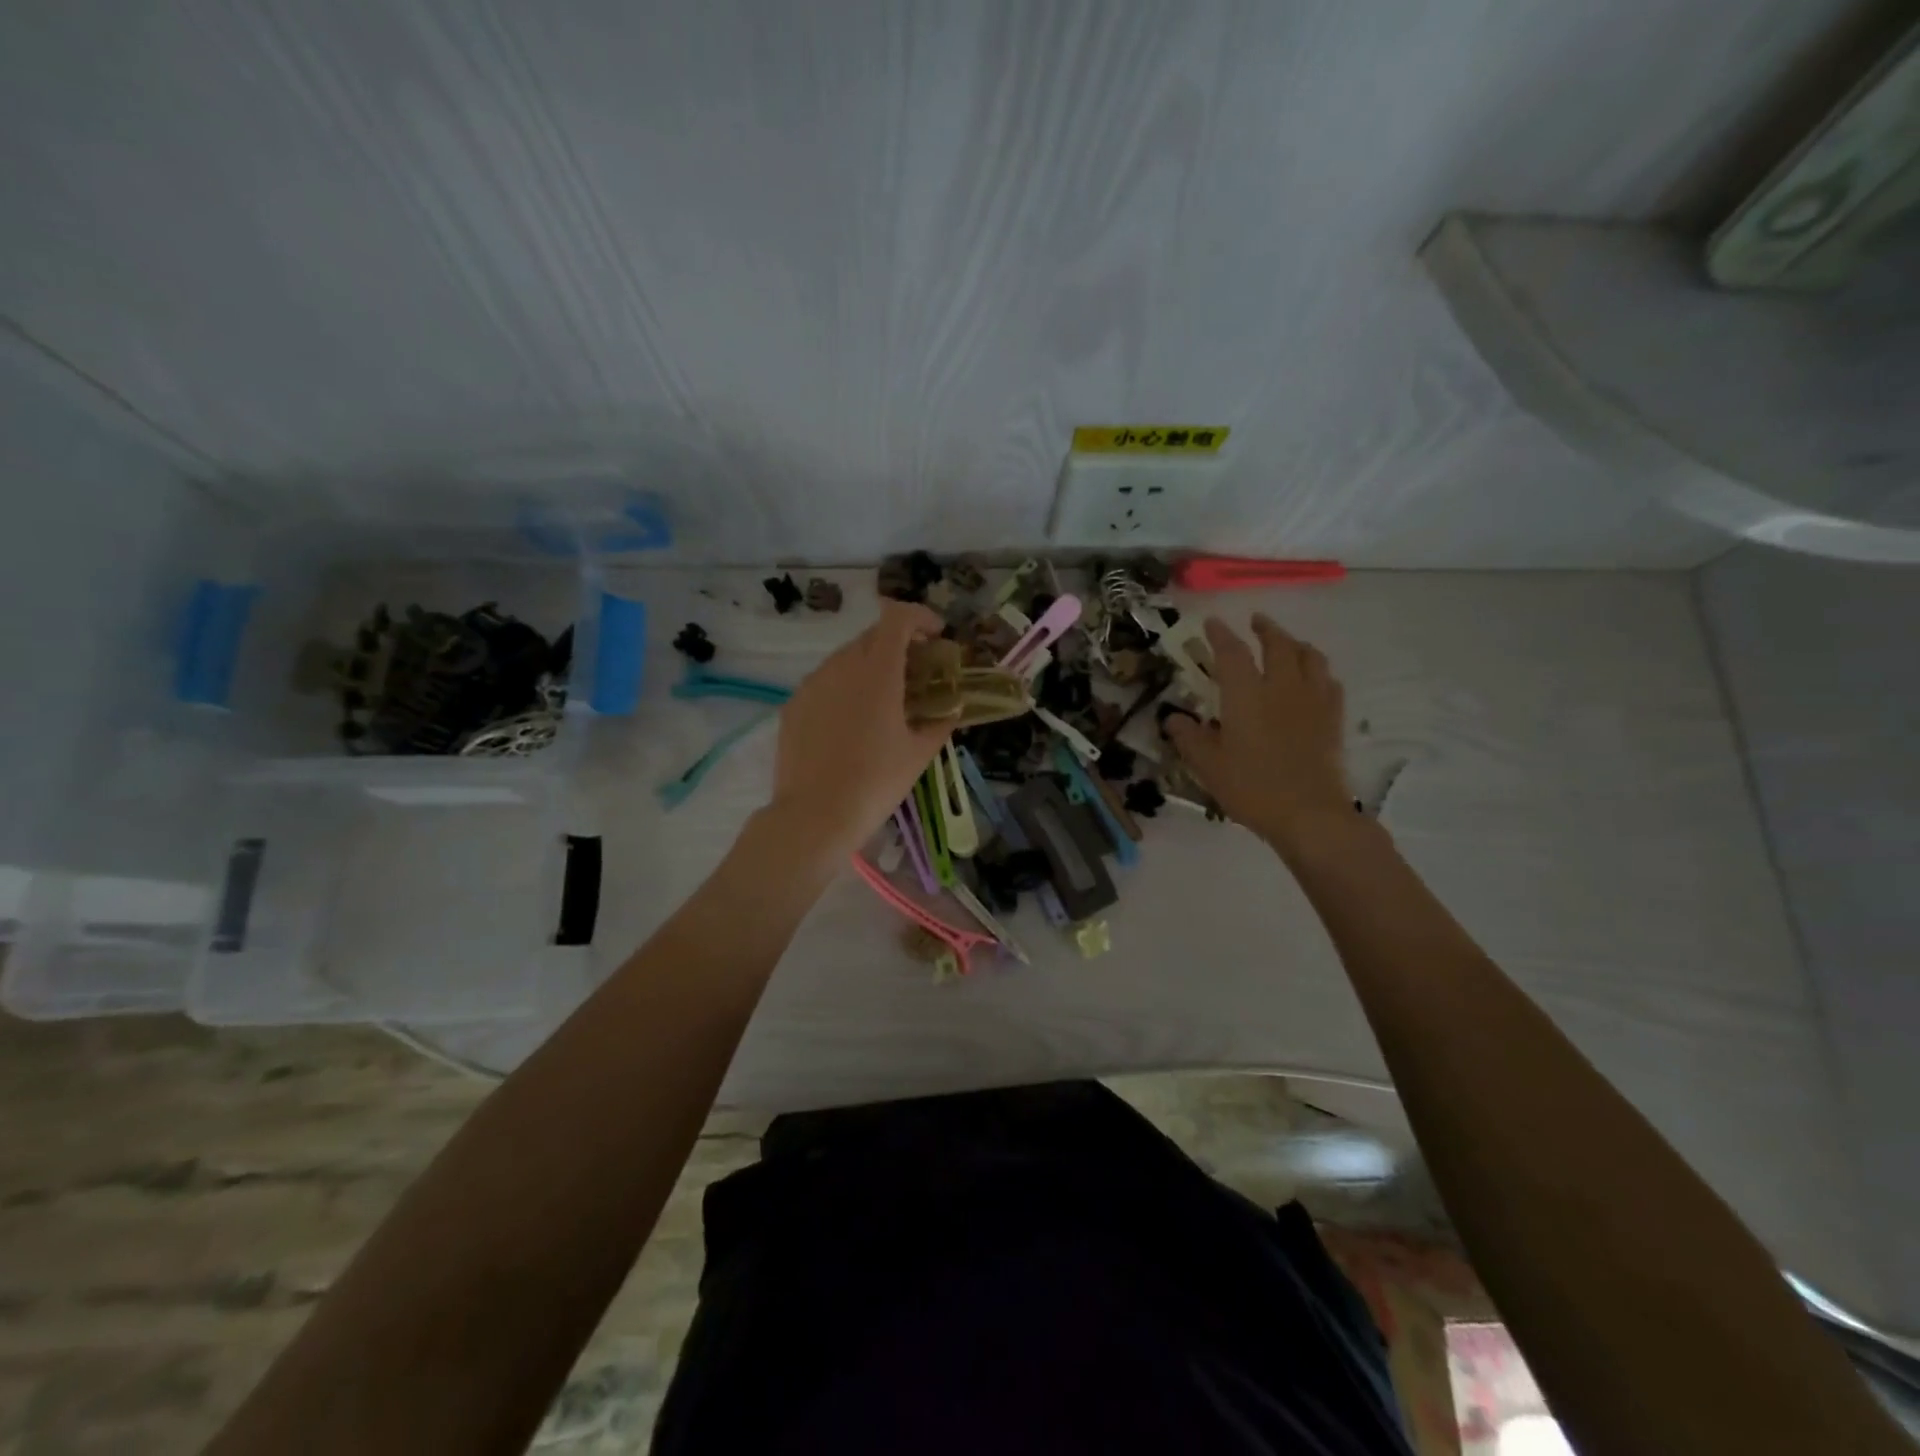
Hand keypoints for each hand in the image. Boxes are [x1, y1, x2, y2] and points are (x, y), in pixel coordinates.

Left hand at [764, 601, 951, 862]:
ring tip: (884, 699)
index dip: (920, 616)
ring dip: (870, 666)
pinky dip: (844, 687)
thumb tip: (951, 710)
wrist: (815, 815)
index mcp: (877, 671)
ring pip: (845, 658)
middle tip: (917, 672)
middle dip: (899, 644)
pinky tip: (851, 722)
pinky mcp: (793, 705)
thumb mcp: (919, 754)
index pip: (897, 617)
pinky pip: (824, 682)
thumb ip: (940, 723)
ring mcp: (812, 684)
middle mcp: (841, 666)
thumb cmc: (876, 782)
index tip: (936, 635)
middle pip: (872, 636)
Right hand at [1162, 615, 1351, 851]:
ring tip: (1288, 643)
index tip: (1212, 622)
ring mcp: (1313, 701)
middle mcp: (1282, 687)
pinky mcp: (1333, 718)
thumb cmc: (1252, 788)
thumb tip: (1173, 718)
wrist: (1309, 814)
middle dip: (1266, 629)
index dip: (1220, 635)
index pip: (1232, 653)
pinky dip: (1318, 671)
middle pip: (1278, 645)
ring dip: (1296, 644)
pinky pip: (1329, 682)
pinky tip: (1314, 679)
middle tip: (1255, 622)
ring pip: (1310, 657)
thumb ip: (1189, 738)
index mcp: (1246, 695)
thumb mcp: (1208, 766)